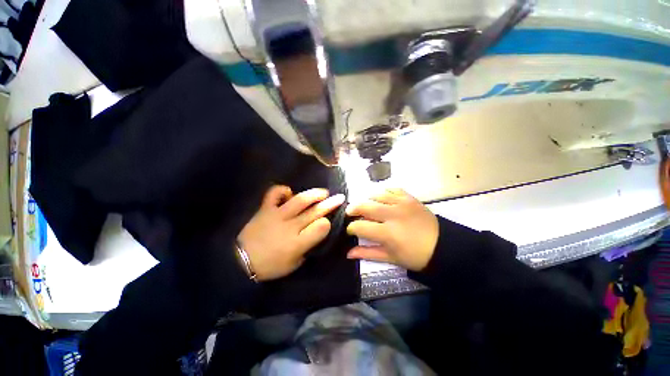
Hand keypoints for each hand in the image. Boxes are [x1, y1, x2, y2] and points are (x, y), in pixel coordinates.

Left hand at [237, 185, 344, 280]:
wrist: (241, 261)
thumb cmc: (271, 266)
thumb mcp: (294, 263)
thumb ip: (308, 247)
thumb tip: (317, 231)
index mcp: (297, 243)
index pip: (320, 228)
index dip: (328, 223)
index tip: (329, 221)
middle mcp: (290, 226)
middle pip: (314, 212)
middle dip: (330, 204)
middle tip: (340, 197)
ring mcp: (277, 215)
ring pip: (299, 200)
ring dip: (314, 194)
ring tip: (323, 192)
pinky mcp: (265, 209)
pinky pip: (273, 194)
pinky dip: (282, 190)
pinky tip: (289, 192)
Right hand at [345, 188, 438, 271]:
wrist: (442, 246)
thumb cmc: (415, 256)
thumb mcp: (390, 258)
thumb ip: (367, 253)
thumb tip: (348, 253)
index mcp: (387, 233)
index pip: (360, 226)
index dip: (351, 228)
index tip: (350, 230)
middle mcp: (392, 214)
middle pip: (364, 206)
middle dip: (353, 209)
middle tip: (350, 213)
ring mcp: (401, 203)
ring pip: (376, 195)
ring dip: (367, 200)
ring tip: (365, 206)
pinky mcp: (409, 197)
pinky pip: (391, 189)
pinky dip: (383, 192)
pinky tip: (381, 199)